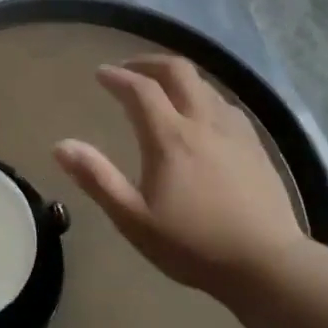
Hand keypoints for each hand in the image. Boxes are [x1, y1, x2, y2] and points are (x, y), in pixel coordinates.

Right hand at [54, 57, 306, 293]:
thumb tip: (61, 146)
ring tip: (160, 88)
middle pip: (178, 71)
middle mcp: (203, 123)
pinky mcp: (255, 145)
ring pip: (205, 84)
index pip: (140, 90)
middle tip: (129, 69)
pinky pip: (225, 103)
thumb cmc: (192, 244)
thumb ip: (97, 178)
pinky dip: (202, 95)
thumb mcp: (133, 218)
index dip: (117, 77)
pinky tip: (200, 115)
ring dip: (177, 77)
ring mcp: (235, 131)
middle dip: (149, 63)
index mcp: (170, 138)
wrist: (267, 264)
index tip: (100, 74)